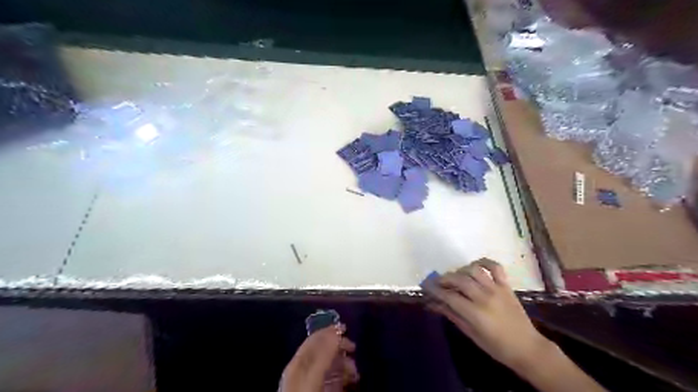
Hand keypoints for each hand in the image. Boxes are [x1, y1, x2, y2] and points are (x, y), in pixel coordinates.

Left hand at [279, 325, 355, 391]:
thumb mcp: (313, 377)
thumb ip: (323, 355)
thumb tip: (336, 332)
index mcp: (298, 363)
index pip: (314, 340)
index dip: (329, 332)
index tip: (346, 328)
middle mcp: (303, 370)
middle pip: (323, 351)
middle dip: (340, 348)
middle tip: (354, 348)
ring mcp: (311, 383)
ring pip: (330, 365)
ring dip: (344, 364)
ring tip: (355, 371)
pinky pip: (333, 380)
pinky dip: (343, 377)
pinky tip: (351, 380)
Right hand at [426, 259, 550, 368]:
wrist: (527, 348)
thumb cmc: (496, 346)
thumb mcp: (471, 333)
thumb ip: (452, 315)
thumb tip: (433, 304)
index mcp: (475, 313)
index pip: (449, 296)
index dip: (435, 290)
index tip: (426, 287)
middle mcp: (484, 297)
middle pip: (459, 279)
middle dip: (444, 279)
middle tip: (437, 282)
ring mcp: (496, 289)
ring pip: (473, 270)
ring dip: (460, 270)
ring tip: (456, 276)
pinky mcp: (506, 285)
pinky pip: (495, 267)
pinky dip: (484, 262)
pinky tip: (475, 266)